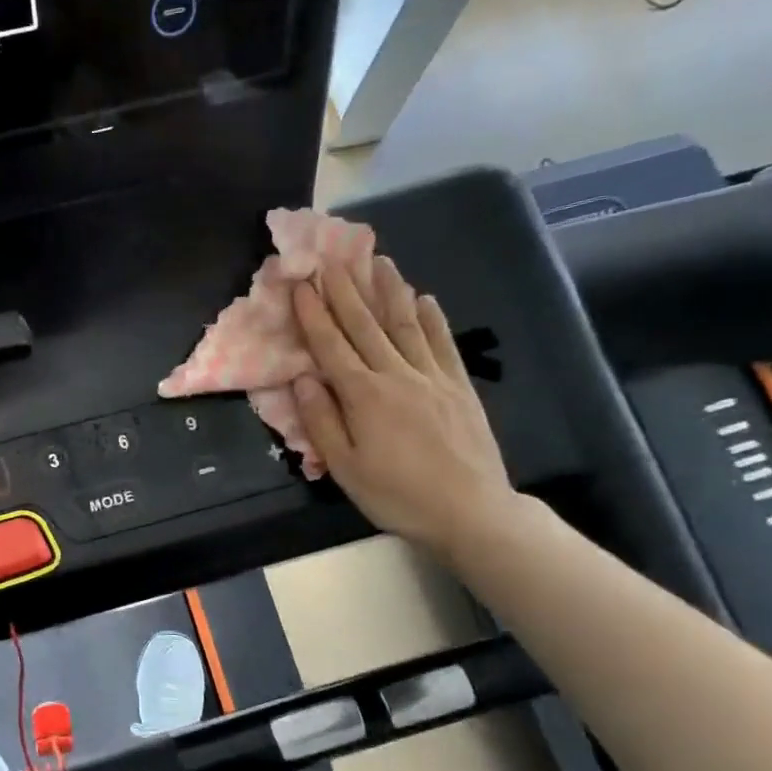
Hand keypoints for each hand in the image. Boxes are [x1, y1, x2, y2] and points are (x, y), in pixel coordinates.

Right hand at [291, 257, 520, 558]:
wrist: (471, 512)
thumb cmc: (397, 496)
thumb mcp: (345, 468)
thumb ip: (321, 421)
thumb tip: (300, 379)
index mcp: (363, 396)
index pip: (331, 345)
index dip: (313, 313)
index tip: (300, 283)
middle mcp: (396, 375)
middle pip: (365, 325)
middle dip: (345, 290)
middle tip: (331, 258)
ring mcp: (432, 377)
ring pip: (405, 324)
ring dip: (389, 290)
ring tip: (377, 260)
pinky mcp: (459, 386)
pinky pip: (443, 343)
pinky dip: (431, 318)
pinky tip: (424, 298)